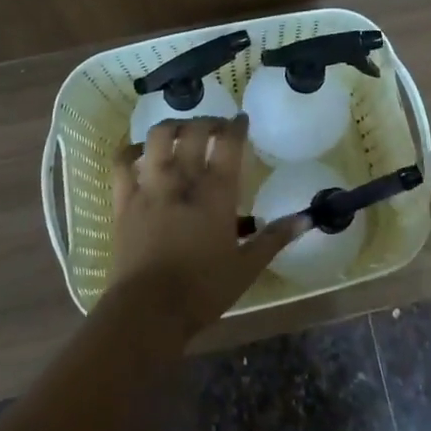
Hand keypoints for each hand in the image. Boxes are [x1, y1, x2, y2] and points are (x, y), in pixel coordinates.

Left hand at [106, 115, 306, 334]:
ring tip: (180, 131)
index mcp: (216, 193)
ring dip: (171, 126)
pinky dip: (131, 150)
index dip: (236, 125)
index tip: (241, 119)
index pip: (229, 143)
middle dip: (207, 121)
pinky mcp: (124, 200)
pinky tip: (140, 151)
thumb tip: (308, 218)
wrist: (148, 311)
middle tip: (216, 127)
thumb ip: (275, 238)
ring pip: (158, 137)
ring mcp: (151, 187)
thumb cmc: (203, 290)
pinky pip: (123, 163)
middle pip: (194, 131)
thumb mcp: (247, 267)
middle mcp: (183, 180)